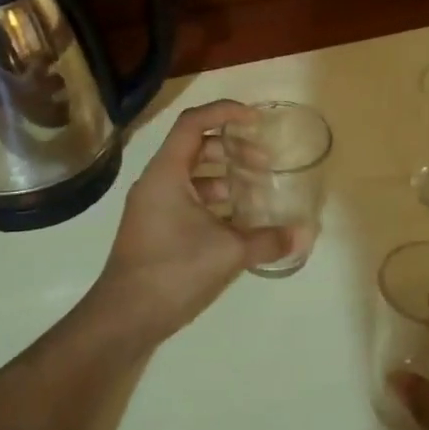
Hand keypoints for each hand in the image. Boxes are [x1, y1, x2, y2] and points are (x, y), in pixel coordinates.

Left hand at [79, 101, 291, 351]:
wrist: (124, 318)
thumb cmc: (173, 271)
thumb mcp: (228, 252)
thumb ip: (268, 239)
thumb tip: (304, 233)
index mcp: (166, 173)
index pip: (193, 122)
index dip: (225, 112)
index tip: (256, 120)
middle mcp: (155, 182)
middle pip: (195, 148)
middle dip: (231, 149)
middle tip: (263, 164)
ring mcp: (152, 207)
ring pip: (192, 177)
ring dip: (224, 178)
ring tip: (256, 193)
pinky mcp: (155, 230)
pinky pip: (187, 201)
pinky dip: (213, 203)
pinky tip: (239, 223)